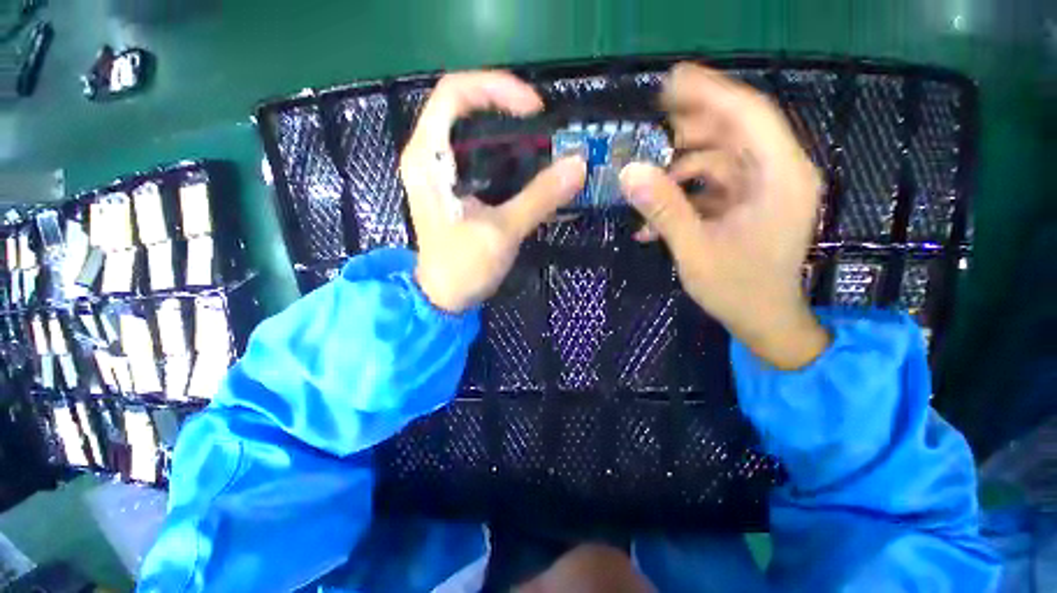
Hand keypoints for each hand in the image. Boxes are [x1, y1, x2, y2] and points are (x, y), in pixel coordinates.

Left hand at [400, 72, 586, 312]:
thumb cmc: (462, 267)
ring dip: (510, 135)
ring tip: (544, 149)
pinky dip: (507, 157)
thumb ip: (540, 197)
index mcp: (428, 157)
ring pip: (476, 133)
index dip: (496, 88)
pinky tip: (530, 171)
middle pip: (467, 108)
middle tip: (545, 130)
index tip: (534, 110)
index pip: (454, 93)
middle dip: (508, 111)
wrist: (444, 298)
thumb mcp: (502, 232)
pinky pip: (481, 158)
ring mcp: (441, 172)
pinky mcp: (454, 188)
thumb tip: (578, 165)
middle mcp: (429, 156)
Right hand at [620, 63, 828, 369]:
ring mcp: (762, 189)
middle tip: (647, 130)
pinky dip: (684, 194)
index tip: (671, 81)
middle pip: (734, 131)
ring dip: (679, 168)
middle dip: (689, 128)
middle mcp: (778, 173)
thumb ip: (664, 210)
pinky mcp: (748, 203)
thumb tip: (628, 173)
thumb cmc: (738, 290)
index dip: (710, 92)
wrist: (763, 320)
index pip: (749, 114)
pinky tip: (653, 219)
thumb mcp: (695, 250)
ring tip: (644, 181)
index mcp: (780, 177)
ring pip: (719, 158)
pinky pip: (713, 185)